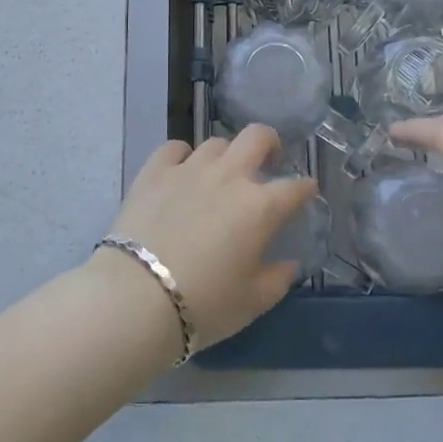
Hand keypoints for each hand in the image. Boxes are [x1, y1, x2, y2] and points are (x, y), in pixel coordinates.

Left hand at [106, 127, 316, 350]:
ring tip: (220, 175)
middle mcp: (229, 177)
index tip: (306, 192)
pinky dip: (182, 156)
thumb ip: (278, 279)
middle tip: (267, 161)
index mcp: (260, 207)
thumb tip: (289, 264)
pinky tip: (181, 171)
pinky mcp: (154, 172)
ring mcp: (190, 169)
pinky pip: (174, 148)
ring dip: (225, 156)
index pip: (295, 187)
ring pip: (216, 143)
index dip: (305, 188)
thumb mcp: (252, 302)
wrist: (137, 297)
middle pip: (257, 137)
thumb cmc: (204, 304)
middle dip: (270, 144)